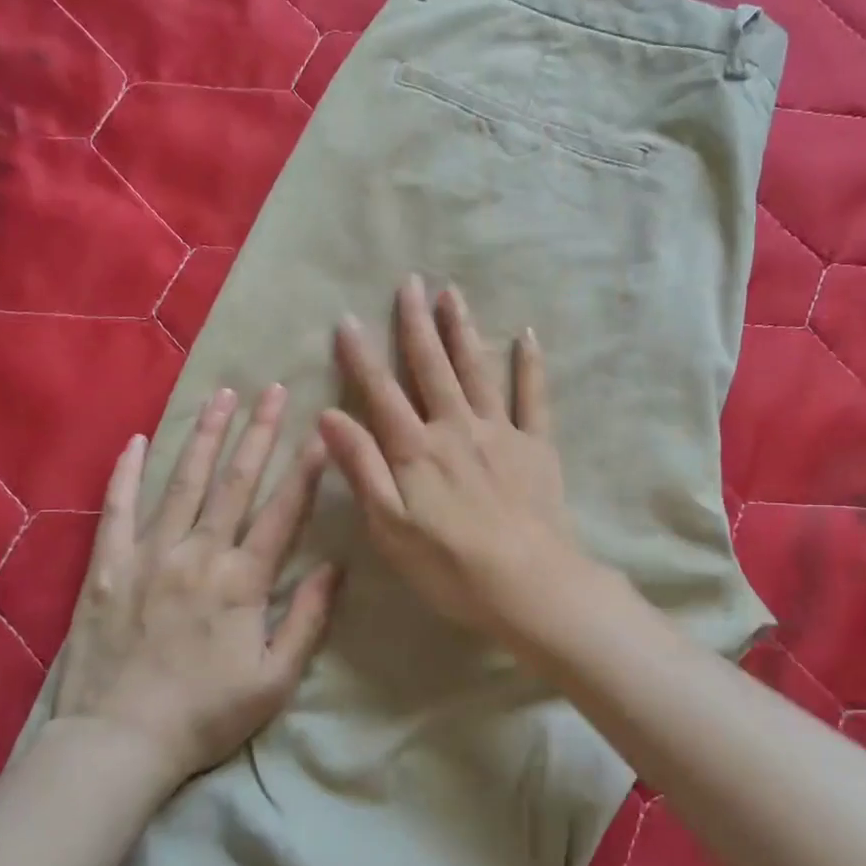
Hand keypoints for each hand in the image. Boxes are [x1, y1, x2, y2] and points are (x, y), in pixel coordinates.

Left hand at [52, 386, 337, 782]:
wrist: (118, 743)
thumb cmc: (206, 714)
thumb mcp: (275, 679)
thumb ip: (307, 619)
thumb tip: (336, 567)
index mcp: (242, 580)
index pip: (283, 511)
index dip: (305, 470)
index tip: (322, 432)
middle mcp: (199, 553)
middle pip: (235, 482)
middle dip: (258, 432)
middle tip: (273, 390)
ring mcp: (149, 554)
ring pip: (184, 483)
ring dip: (205, 437)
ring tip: (222, 395)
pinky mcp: (108, 566)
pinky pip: (117, 509)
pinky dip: (127, 473)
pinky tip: (137, 440)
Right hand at [318, 275, 589, 642]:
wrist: (529, 584)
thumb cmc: (450, 566)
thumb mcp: (389, 527)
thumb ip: (361, 468)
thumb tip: (329, 416)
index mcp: (416, 449)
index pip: (381, 392)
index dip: (361, 356)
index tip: (347, 319)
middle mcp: (456, 427)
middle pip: (432, 367)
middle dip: (417, 323)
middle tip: (410, 282)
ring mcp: (501, 432)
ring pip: (478, 369)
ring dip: (463, 330)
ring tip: (452, 293)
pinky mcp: (537, 445)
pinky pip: (534, 397)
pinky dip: (530, 365)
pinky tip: (526, 335)